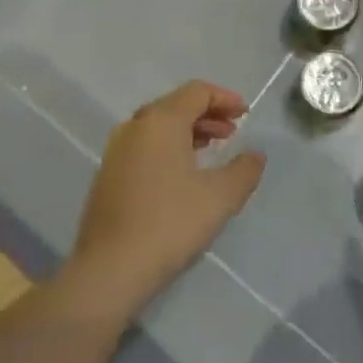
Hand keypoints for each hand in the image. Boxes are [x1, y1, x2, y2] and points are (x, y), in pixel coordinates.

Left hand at [65, 81, 265, 321]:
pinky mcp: (108, 175)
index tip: (245, 114)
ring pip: (158, 127)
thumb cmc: (170, 223)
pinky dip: (169, 147)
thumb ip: (244, 170)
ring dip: (188, 132)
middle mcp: (135, 126)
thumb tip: (255, 155)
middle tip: (232, 132)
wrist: (110, 270)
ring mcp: (116, 151)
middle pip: (176, 105)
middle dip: (208, 114)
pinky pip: (144, 146)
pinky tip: (183, 174)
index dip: (225, 98)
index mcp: (161, 121)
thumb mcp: (220, 197)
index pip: (197, 92)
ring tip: (212, 150)